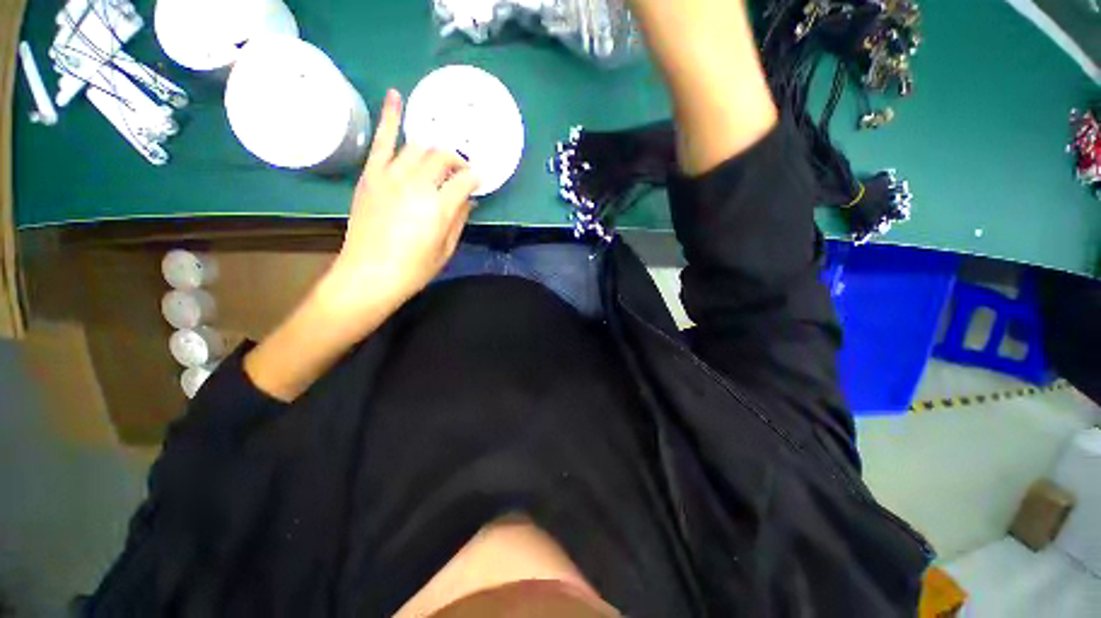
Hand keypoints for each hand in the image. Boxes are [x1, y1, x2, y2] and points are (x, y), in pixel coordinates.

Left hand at [323, 89, 478, 327]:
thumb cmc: (414, 269)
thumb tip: (470, 200)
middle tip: (460, 173)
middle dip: (457, 161)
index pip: (465, 180)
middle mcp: (417, 183)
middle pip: (443, 157)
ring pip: (419, 147)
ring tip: (440, 158)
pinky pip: (382, 140)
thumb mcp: (446, 249)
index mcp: (439, 206)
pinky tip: (396, 96)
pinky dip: (390, 117)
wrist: (369, 275)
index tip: (480, 180)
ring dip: (434, 149)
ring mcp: (391, 175)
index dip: (476, 178)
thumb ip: (460, 219)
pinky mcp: (371, 175)